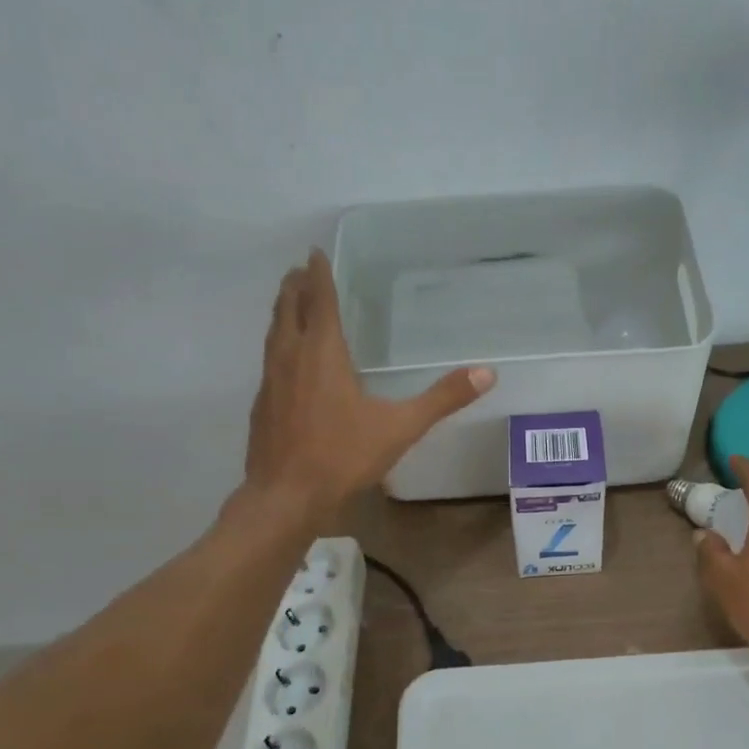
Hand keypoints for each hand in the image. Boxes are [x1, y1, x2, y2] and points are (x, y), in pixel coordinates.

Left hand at [243, 249, 493, 513]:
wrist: (285, 496)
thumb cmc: (342, 456)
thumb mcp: (400, 428)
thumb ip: (442, 399)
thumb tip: (487, 373)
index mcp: (323, 353)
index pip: (320, 301)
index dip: (319, 275)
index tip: (315, 253)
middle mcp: (291, 357)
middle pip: (288, 309)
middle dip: (295, 287)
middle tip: (301, 270)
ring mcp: (270, 380)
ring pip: (274, 332)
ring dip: (282, 312)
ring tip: (289, 302)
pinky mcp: (262, 404)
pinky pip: (270, 359)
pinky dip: (278, 344)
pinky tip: (287, 361)